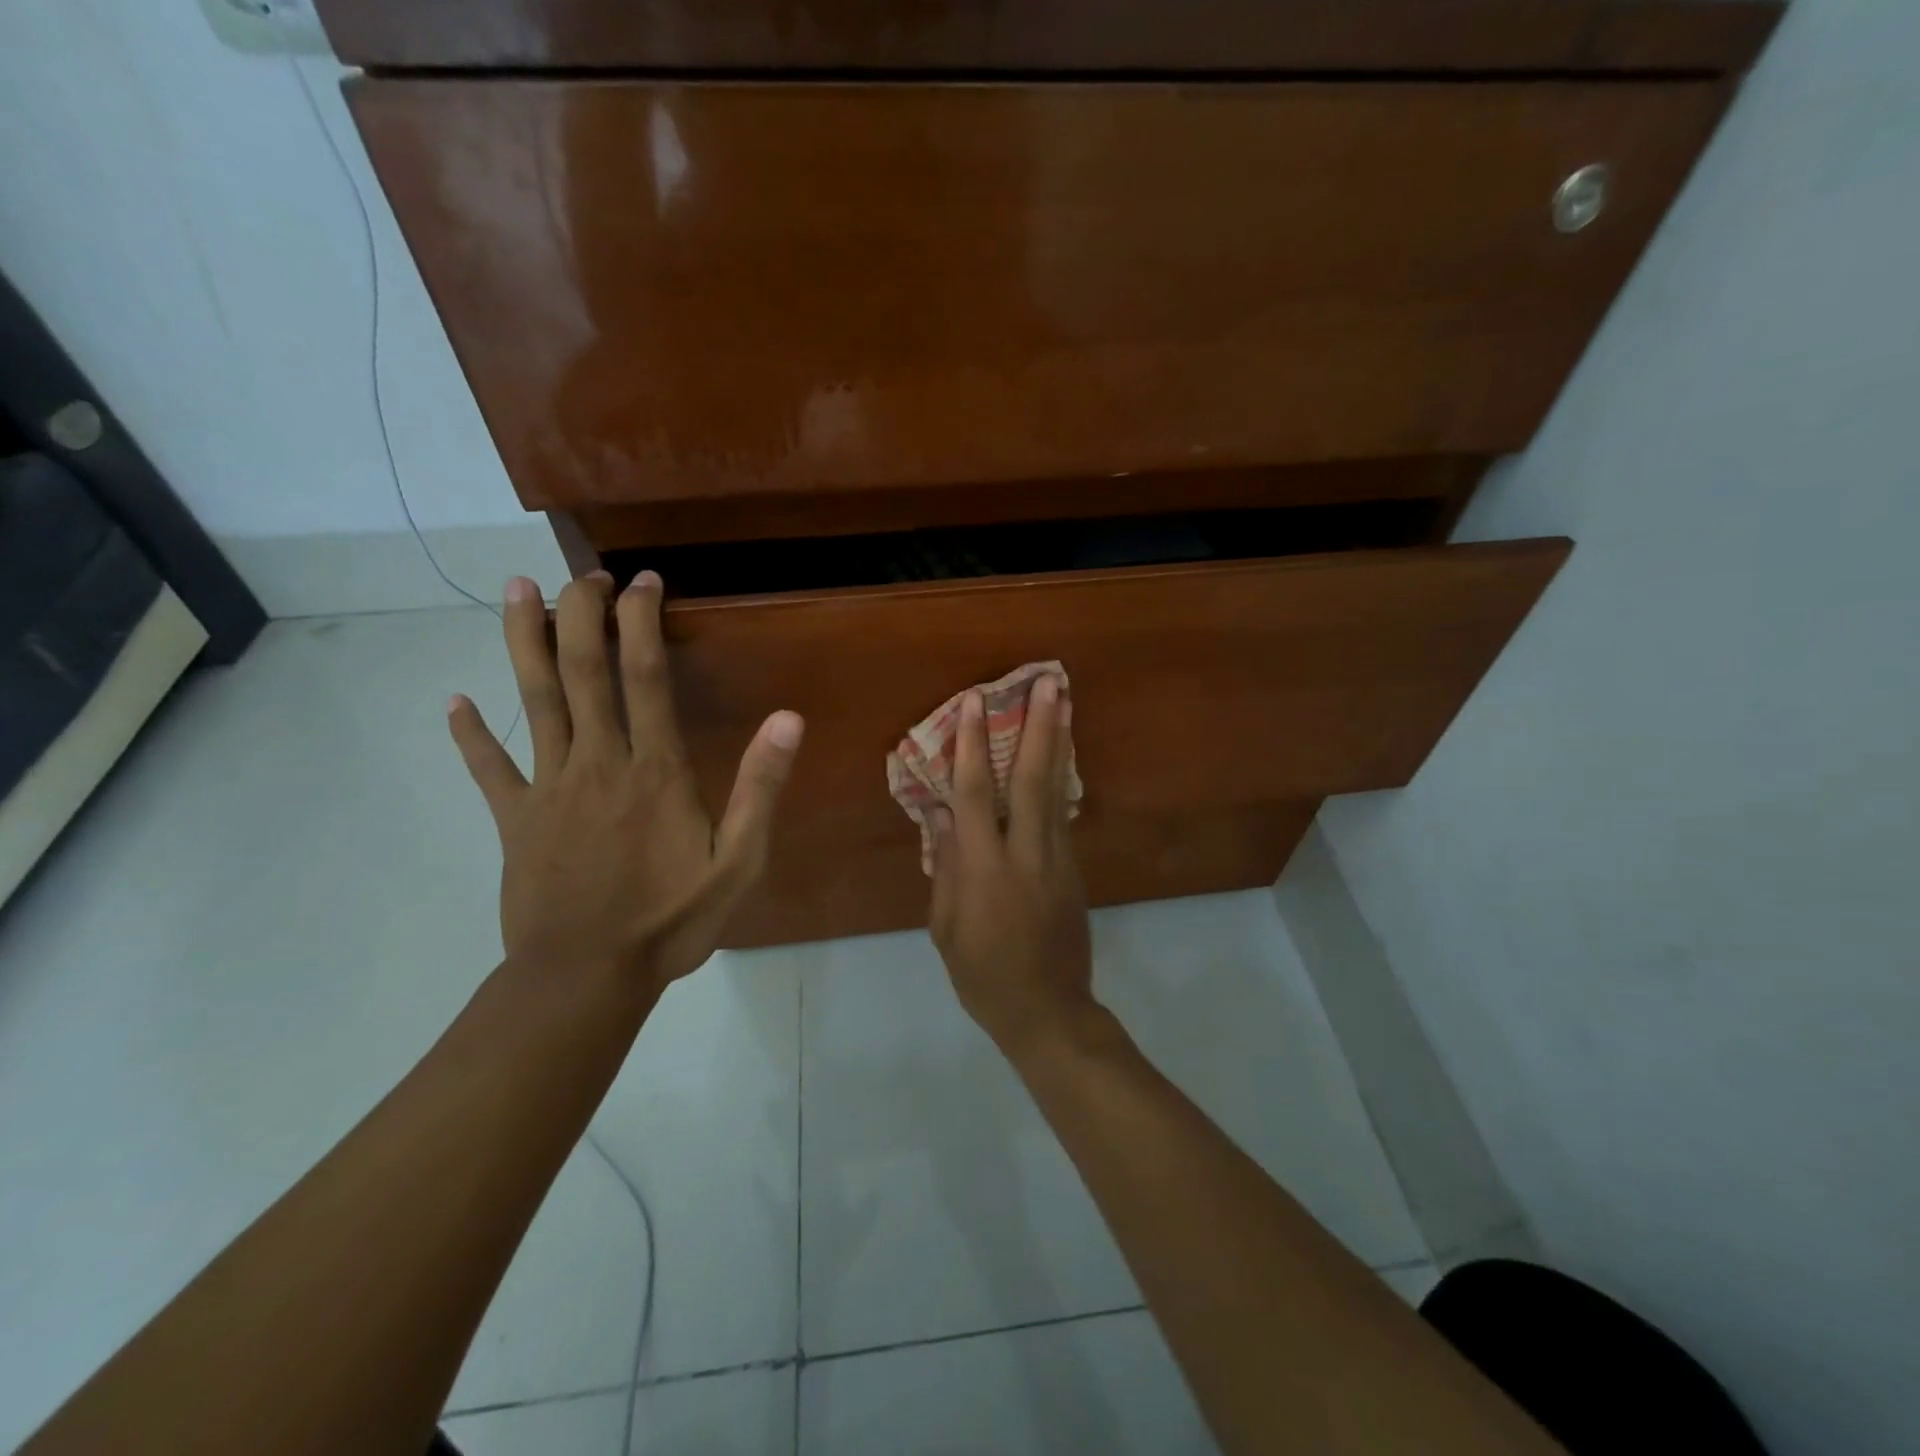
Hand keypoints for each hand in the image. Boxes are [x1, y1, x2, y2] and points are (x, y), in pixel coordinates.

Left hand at [448, 571, 803, 994]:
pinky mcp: (514, 820)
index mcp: (653, 770)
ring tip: (517, 591)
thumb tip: (788, 719)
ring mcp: (548, 789)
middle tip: (584, 575)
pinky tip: (455, 703)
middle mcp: (598, 763)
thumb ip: (760, 788)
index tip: (642, 582)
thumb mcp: (739, 861)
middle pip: (581, 671)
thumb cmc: (670, 920)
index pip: (644, 676)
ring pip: (532, 700)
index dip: (641, 621)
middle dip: (581, 614)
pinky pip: (490, 769)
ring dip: (523, 641)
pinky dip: (471, 735)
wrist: (586, 977)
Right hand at [929, 674, 1096, 1056]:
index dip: (971, 745)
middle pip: (1032, 779)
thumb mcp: (947, 928)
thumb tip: (941, 814)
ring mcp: (1057, 858)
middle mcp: (1026, 853)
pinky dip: (1061, 777)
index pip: (975, 795)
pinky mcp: (1073, 868)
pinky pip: (1063, 812)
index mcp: (986, 870)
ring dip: (1059, 742)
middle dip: (1038, 727)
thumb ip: (947, 867)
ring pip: (1056, 789)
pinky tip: (1062, 753)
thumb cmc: (983, 975)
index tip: (973, 702)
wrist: (1048, 1010)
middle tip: (1048, 683)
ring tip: (1064, 701)